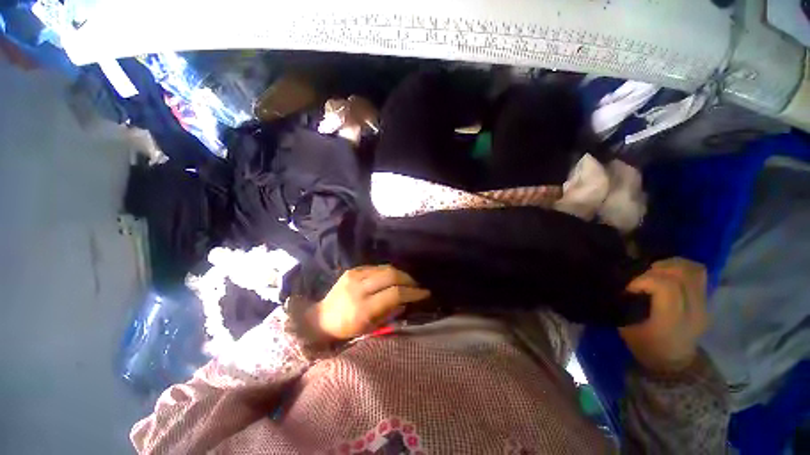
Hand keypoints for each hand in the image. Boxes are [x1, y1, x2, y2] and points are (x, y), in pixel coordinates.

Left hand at [306, 265, 429, 339]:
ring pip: (385, 268)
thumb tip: (407, 301)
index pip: (395, 294)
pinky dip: (388, 272)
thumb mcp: (370, 328)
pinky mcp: (352, 270)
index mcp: (363, 308)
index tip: (425, 293)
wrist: (321, 318)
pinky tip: (392, 278)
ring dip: (400, 274)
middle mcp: (359, 288)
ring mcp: (354, 276)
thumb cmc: (347, 329)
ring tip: (408, 281)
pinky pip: (376, 267)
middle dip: (409, 279)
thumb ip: (390, 313)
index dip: (413, 292)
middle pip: (391, 275)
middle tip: (417, 286)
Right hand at [619, 258, 708, 373]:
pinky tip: (667, 273)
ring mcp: (704, 305)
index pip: (665, 286)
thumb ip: (628, 304)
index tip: (630, 287)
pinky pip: (698, 274)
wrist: (673, 362)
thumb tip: (624, 285)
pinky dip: (682, 268)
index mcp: (673, 320)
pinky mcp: (706, 301)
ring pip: (693, 270)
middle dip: (655, 270)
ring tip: (655, 271)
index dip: (643, 280)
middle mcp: (694, 310)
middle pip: (680, 274)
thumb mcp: (627, 328)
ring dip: (671, 265)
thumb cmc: (645, 346)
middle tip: (641, 277)